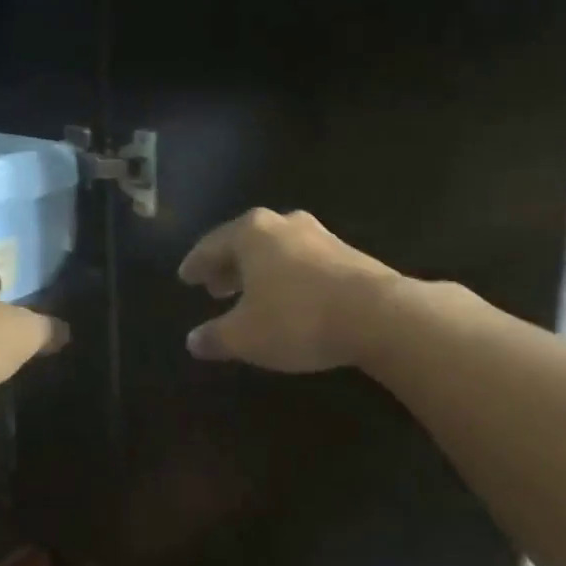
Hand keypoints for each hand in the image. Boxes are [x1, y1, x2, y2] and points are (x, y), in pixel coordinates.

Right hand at [177, 208, 402, 372]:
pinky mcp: (350, 256)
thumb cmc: (296, 318)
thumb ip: (215, 337)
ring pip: (278, 251)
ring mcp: (321, 237)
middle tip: (215, 287)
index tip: (186, 277)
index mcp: (252, 233)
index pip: (212, 245)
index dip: (196, 264)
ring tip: (251, 295)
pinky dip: (288, 278)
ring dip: (260, 272)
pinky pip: (305, 264)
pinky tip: (290, 300)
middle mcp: (285, 225)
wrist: (379, 316)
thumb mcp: (245, 336)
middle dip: (229, 266)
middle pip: (246, 243)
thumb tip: (193, 341)